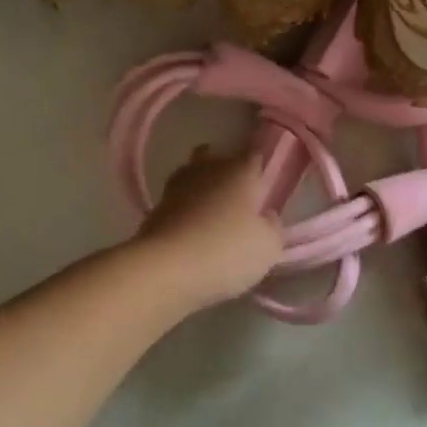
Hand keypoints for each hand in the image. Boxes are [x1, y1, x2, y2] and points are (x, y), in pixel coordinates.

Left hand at [133, 146, 284, 310]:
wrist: (164, 270)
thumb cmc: (226, 252)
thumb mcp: (268, 248)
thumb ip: (272, 228)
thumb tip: (266, 217)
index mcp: (239, 171)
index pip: (254, 156)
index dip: (260, 169)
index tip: (265, 185)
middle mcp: (206, 170)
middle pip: (215, 157)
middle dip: (224, 171)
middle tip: (236, 198)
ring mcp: (176, 188)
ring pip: (191, 178)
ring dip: (200, 191)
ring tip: (212, 217)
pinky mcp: (153, 210)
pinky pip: (176, 204)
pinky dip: (183, 213)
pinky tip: (191, 233)